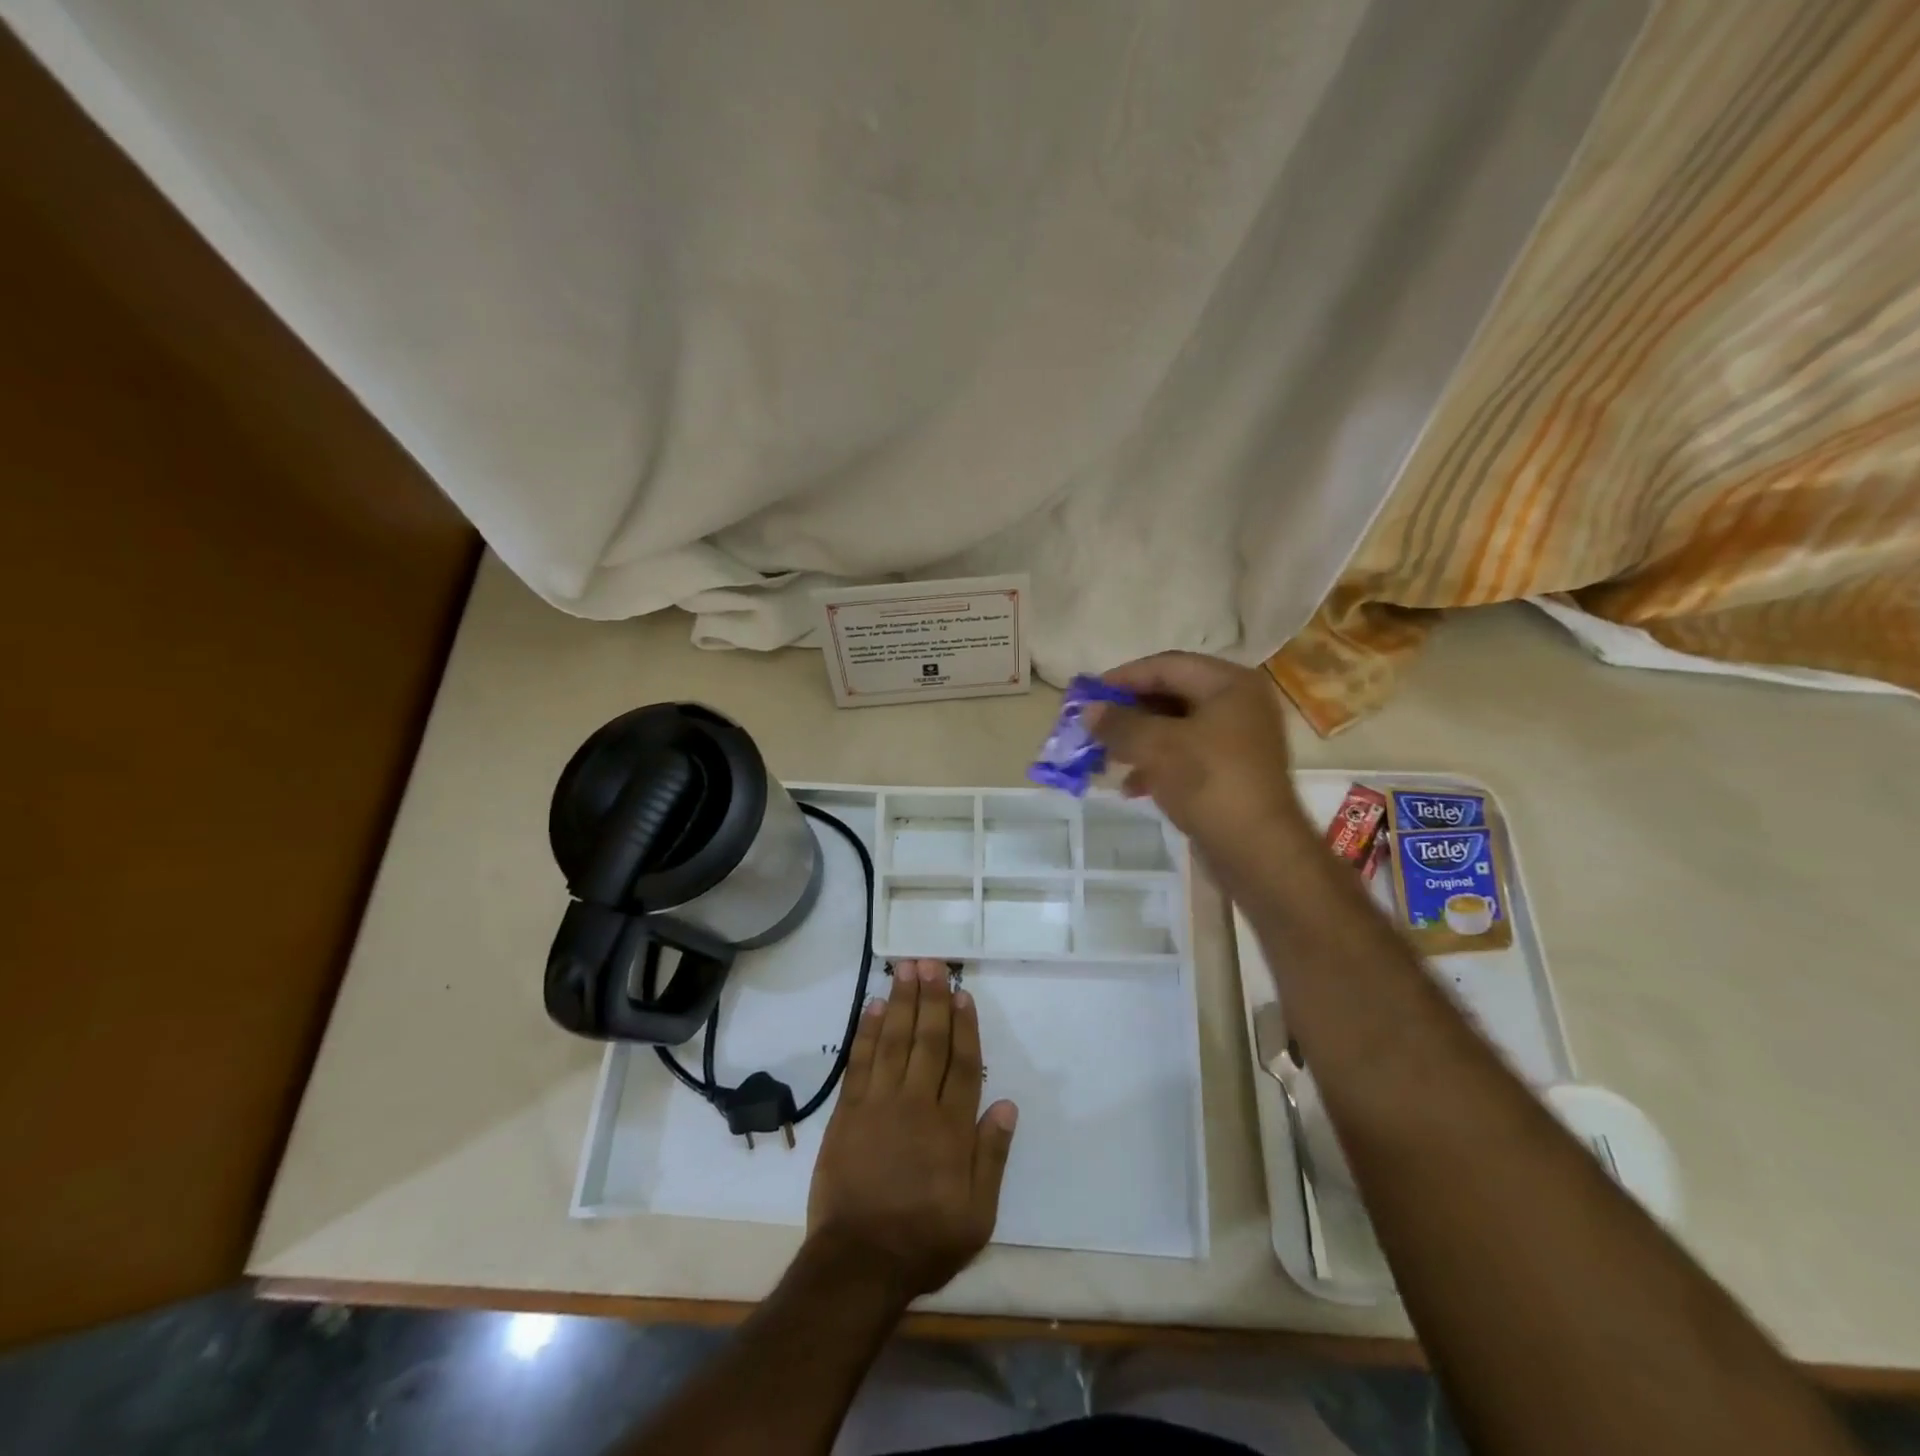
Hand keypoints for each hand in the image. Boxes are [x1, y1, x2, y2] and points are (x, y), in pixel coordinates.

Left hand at [805, 959, 1017, 1304]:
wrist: (859, 1263)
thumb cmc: (925, 1240)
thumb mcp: (978, 1214)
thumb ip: (992, 1156)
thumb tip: (1007, 1105)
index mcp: (951, 1127)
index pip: (962, 1063)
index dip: (964, 1025)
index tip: (962, 994)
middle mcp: (917, 1104)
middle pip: (927, 1040)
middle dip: (931, 998)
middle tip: (931, 963)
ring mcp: (879, 1104)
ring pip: (893, 1040)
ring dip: (900, 1001)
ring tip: (905, 969)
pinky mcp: (848, 1112)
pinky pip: (860, 1061)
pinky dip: (866, 1031)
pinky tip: (871, 1006)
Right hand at [1087, 651, 1310, 885]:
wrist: (1257, 850)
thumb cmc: (1208, 782)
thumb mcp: (1156, 746)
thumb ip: (1119, 723)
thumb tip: (1088, 710)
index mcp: (1229, 683)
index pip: (1166, 666)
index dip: (1123, 678)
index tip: (1089, 694)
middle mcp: (1239, 703)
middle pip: (1172, 695)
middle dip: (1129, 712)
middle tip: (1094, 726)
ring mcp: (1239, 739)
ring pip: (1176, 728)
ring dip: (1139, 740)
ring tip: (1106, 757)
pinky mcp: (1232, 771)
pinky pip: (1186, 755)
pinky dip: (1157, 764)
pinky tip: (1131, 787)